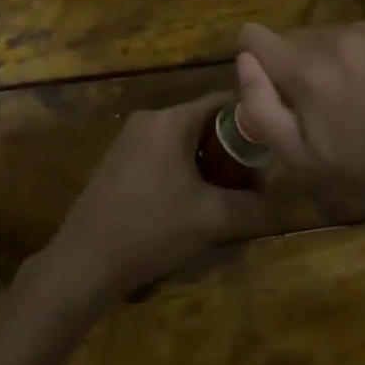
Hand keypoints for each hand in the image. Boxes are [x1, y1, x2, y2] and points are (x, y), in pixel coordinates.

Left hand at [34, 93, 275, 307]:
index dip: (251, 124)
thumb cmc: (150, 228)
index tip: (270, 153)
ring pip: (184, 144)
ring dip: (207, 170)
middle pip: (203, 125)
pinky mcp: (118, 163)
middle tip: (249, 187)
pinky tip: (188, 212)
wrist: (83, 261)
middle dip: (230, 155)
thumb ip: (251, 208)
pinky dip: (183, 176)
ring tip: (223, 205)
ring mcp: (129, 141)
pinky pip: (163, 158)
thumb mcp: (210, 220)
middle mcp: (149, 120)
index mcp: (170, 120)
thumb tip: (281, 205)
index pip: (222, 102)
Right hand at [235, 19, 364, 217]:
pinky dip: (357, 53)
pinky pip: (356, 33)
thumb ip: (261, 108)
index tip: (274, 89)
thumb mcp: (302, 160)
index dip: (254, 61)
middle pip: (291, 40)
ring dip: (326, 59)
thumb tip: (244, 62)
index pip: (252, 36)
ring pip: (324, 36)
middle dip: (295, 67)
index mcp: (305, 70)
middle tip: (321, 106)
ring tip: (354, 96)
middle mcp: (333, 37)